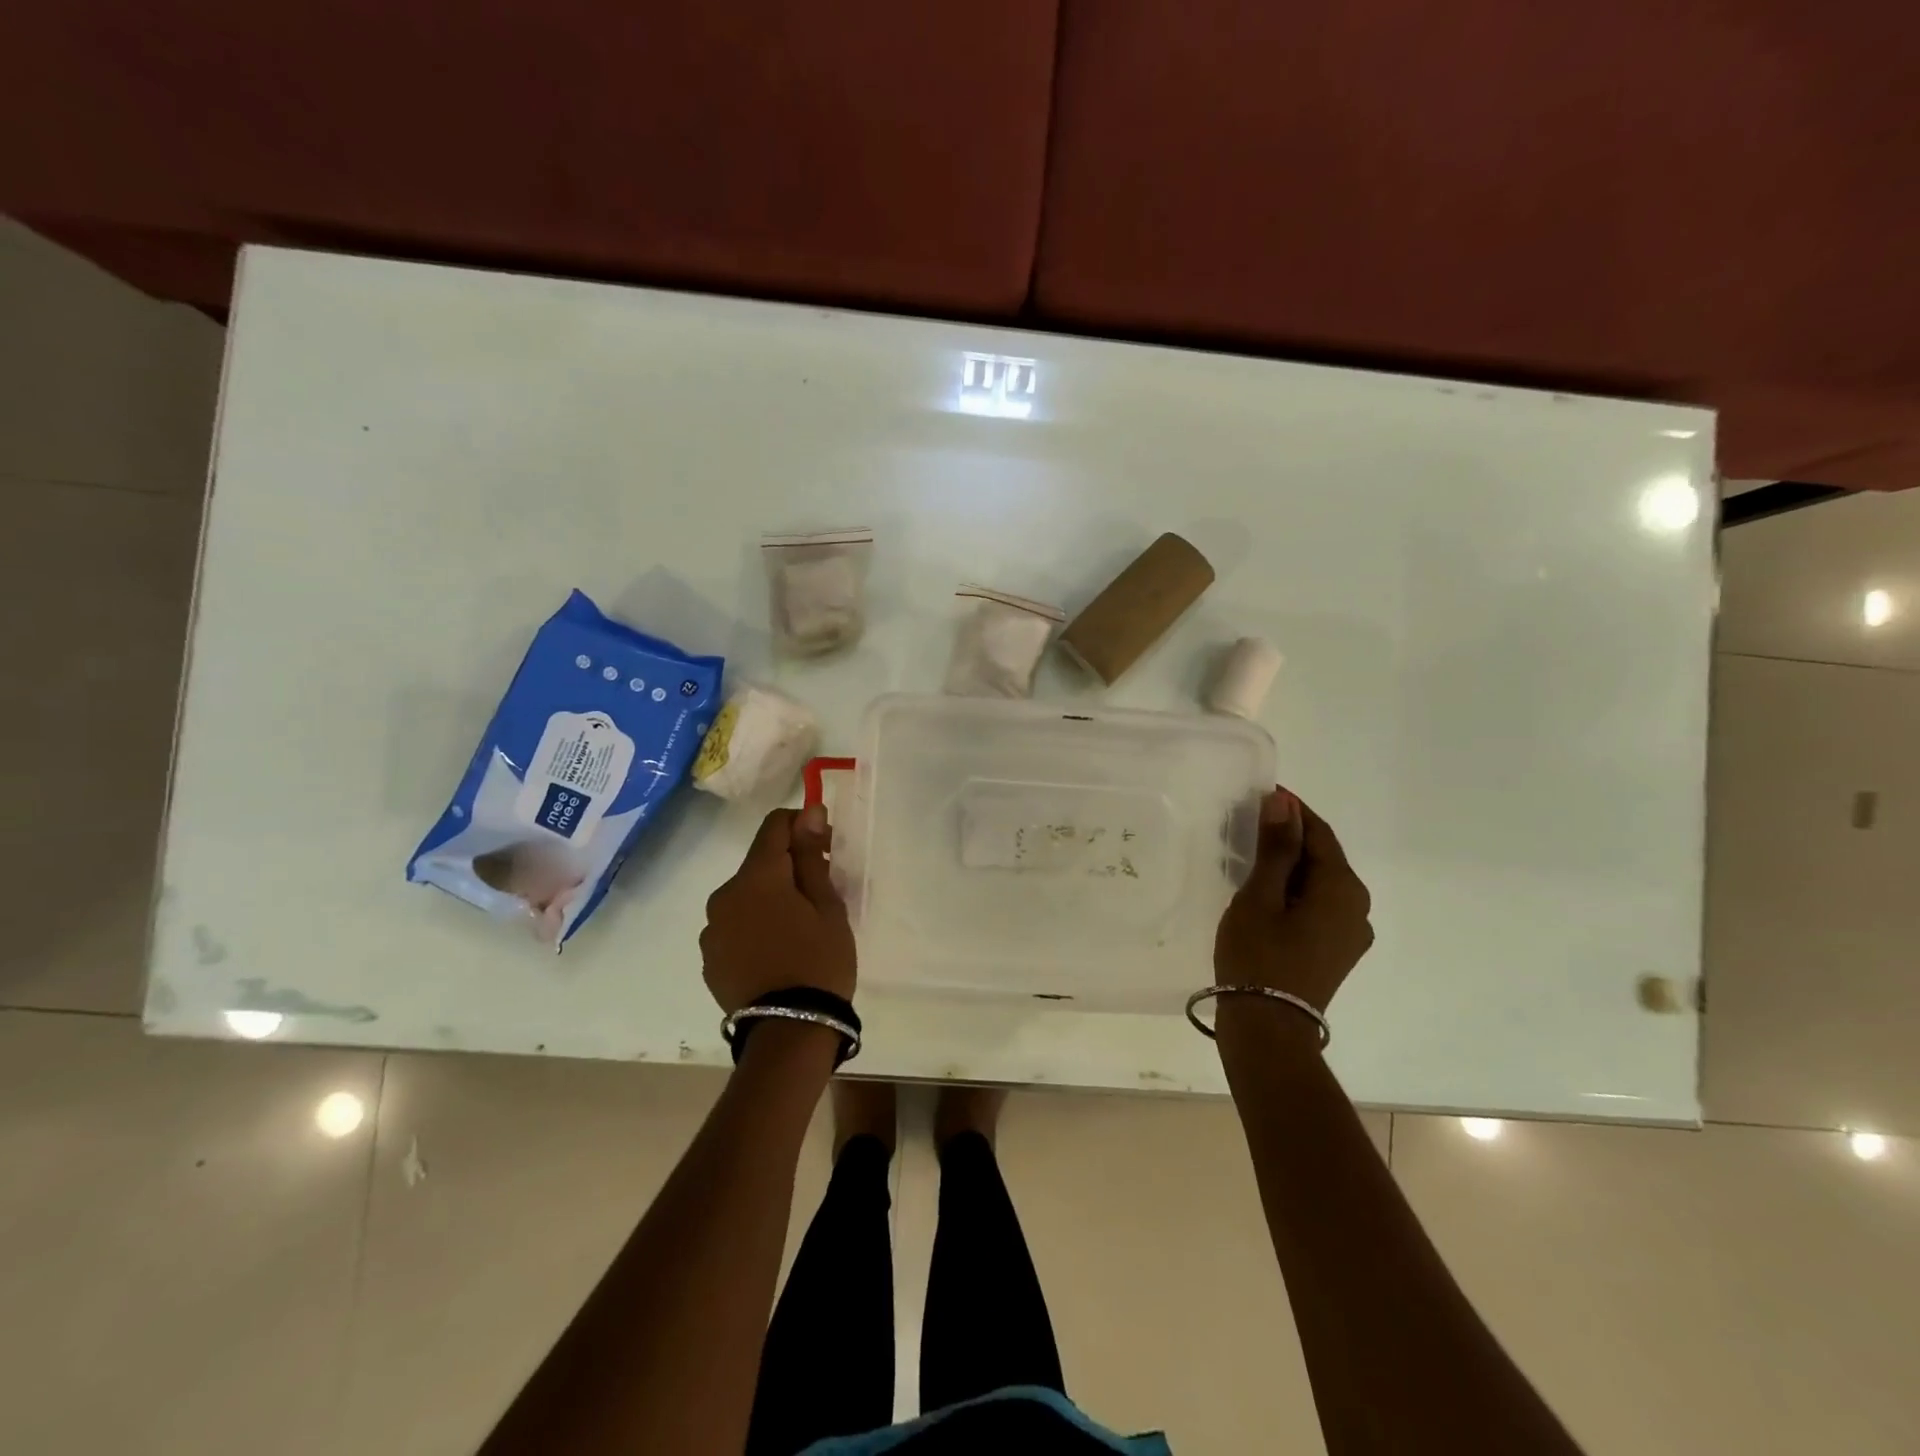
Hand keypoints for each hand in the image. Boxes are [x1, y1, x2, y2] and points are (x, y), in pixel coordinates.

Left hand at [701, 804, 855, 1012]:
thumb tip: (809, 812)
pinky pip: (734, 926)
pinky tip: (775, 952)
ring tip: (797, 930)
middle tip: (820, 893)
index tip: (826, 846)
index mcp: (756, 876)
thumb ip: (812, 855)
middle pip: (759, 864)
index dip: (802, 825)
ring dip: (769, 899)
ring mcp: (711, 928)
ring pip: (745, 897)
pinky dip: (754, 926)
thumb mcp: (827, 906)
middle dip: (788, 867)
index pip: (775, 826)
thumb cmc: (819, 961)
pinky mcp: (708, 958)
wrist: (789, 1031)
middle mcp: (724, 895)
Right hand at [1213, 788, 1372, 1014]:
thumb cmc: (1259, 955)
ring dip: (1289, 866)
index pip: (1320, 833)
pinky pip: (1317, 906)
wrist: (1268, 1027)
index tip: (1261, 794)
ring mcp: (1350, 933)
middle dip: (1289, 838)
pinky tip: (1264, 893)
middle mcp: (1357, 907)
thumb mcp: (1260, 895)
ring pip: (1319, 884)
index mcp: (1343, 888)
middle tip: (1247, 826)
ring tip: (1249, 858)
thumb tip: (1284, 802)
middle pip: (1322, 858)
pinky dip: (1293, 891)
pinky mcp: (1336, 951)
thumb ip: (1275, 847)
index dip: (1292, 811)